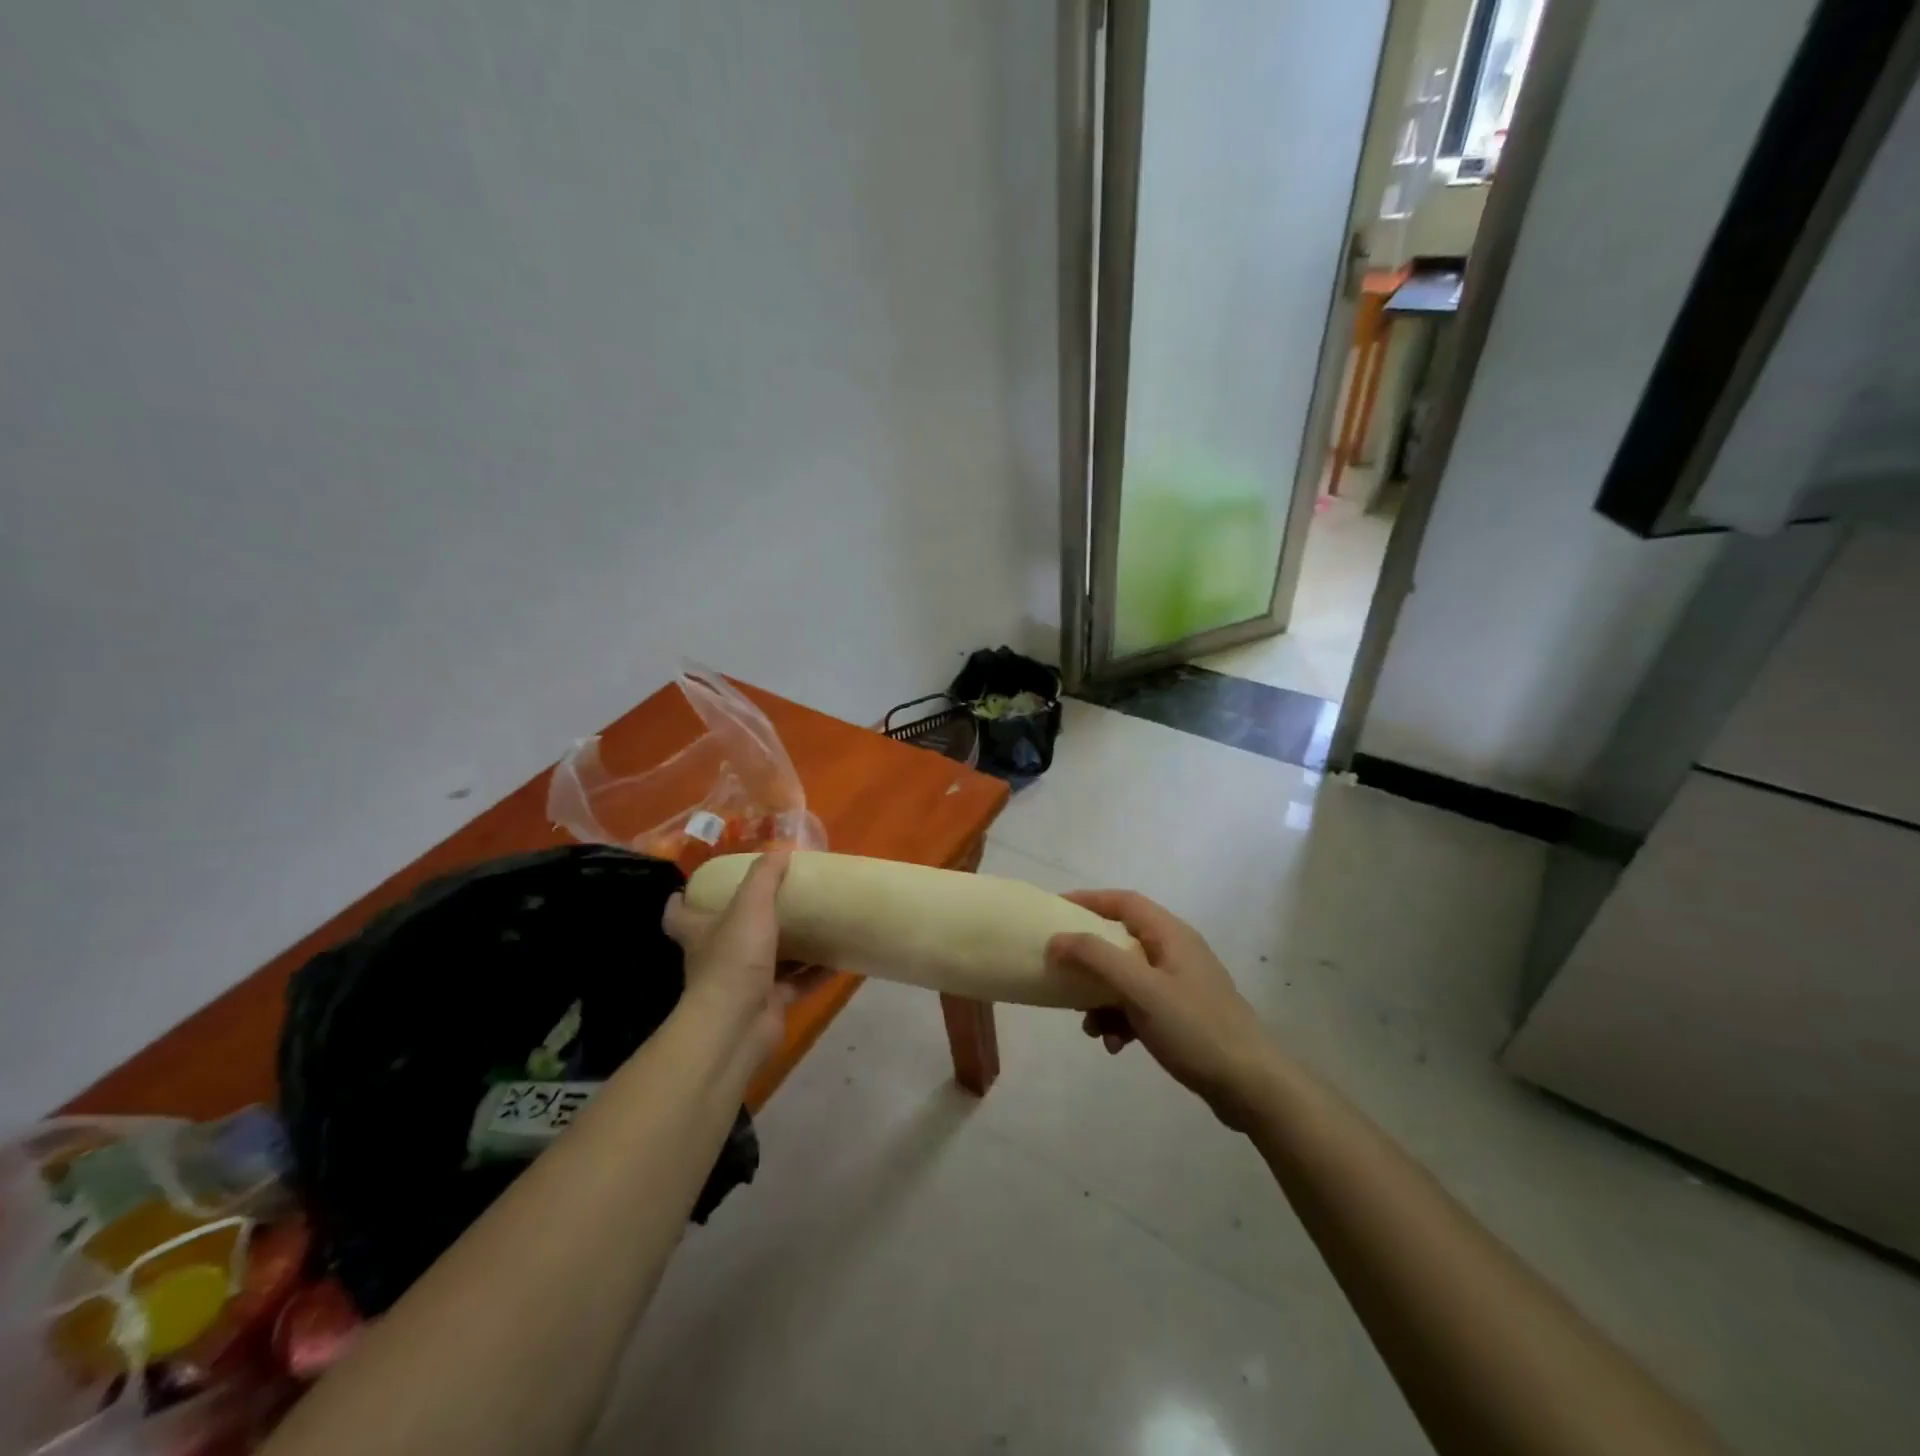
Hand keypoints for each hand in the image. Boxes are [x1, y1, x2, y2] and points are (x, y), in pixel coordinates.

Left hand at [662, 852, 824, 1064]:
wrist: (738, 1025)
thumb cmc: (734, 958)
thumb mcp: (750, 905)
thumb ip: (765, 877)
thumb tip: (780, 850)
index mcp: (700, 932)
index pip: (678, 915)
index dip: (682, 901)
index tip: (692, 888)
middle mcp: (716, 957)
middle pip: (725, 935)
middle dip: (747, 919)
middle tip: (775, 898)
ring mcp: (742, 983)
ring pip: (767, 959)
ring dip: (789, 946)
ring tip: (816, 924)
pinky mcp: (768, 1004)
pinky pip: (796, 983)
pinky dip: (815, 972)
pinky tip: (838, 959)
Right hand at [1049, 891, 1278, 1130]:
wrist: (1251, 1086)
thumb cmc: (1195, 1028)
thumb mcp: (1141, 990)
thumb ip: (1097, 959)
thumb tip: (1057, 939)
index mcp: (1171, 935)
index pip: (1123, 901)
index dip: (1088, 900)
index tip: (1054, 910)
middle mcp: (1176, 952)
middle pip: (1121, 940)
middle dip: (1089, 959)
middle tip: (1061, 970)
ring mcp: (1180, 984)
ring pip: (1126, 977)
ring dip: (1101, 997)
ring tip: (1089, 1025)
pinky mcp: (1182, 1014)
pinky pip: (1139, 1005)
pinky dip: (1121, 1019)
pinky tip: (1115, 1045)